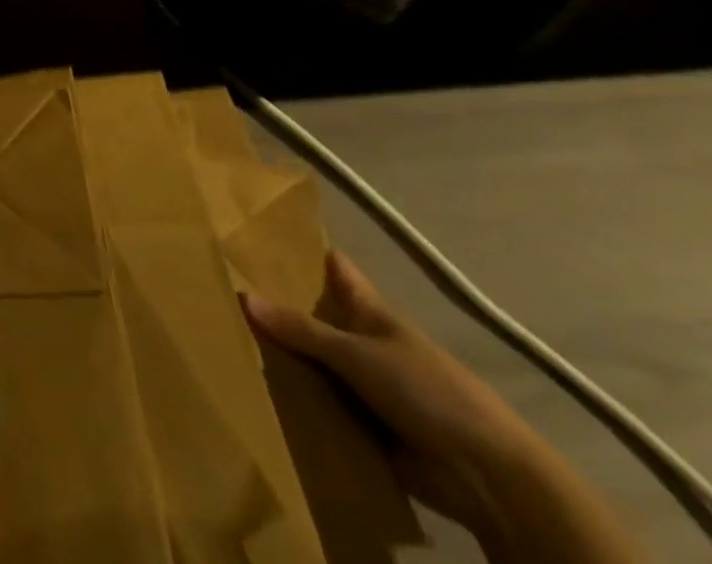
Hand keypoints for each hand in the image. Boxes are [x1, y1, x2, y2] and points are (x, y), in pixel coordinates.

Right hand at [242, 250, 537, 536]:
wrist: (487, 477)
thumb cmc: (428, 391)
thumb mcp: (358, 354)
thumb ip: (302, 329)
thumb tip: (243, 297)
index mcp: (370, 312)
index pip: (336, 270)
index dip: (306, 251)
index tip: (262, 235)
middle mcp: (365, 342)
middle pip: (315, 316)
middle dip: (278, 307)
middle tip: (224, 291)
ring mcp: (366, 385)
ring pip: (314, 363)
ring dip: (283, 360)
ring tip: (227, 343)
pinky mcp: (365, 425)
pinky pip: (322, 407)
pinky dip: (297, 403)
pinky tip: (257, 395)